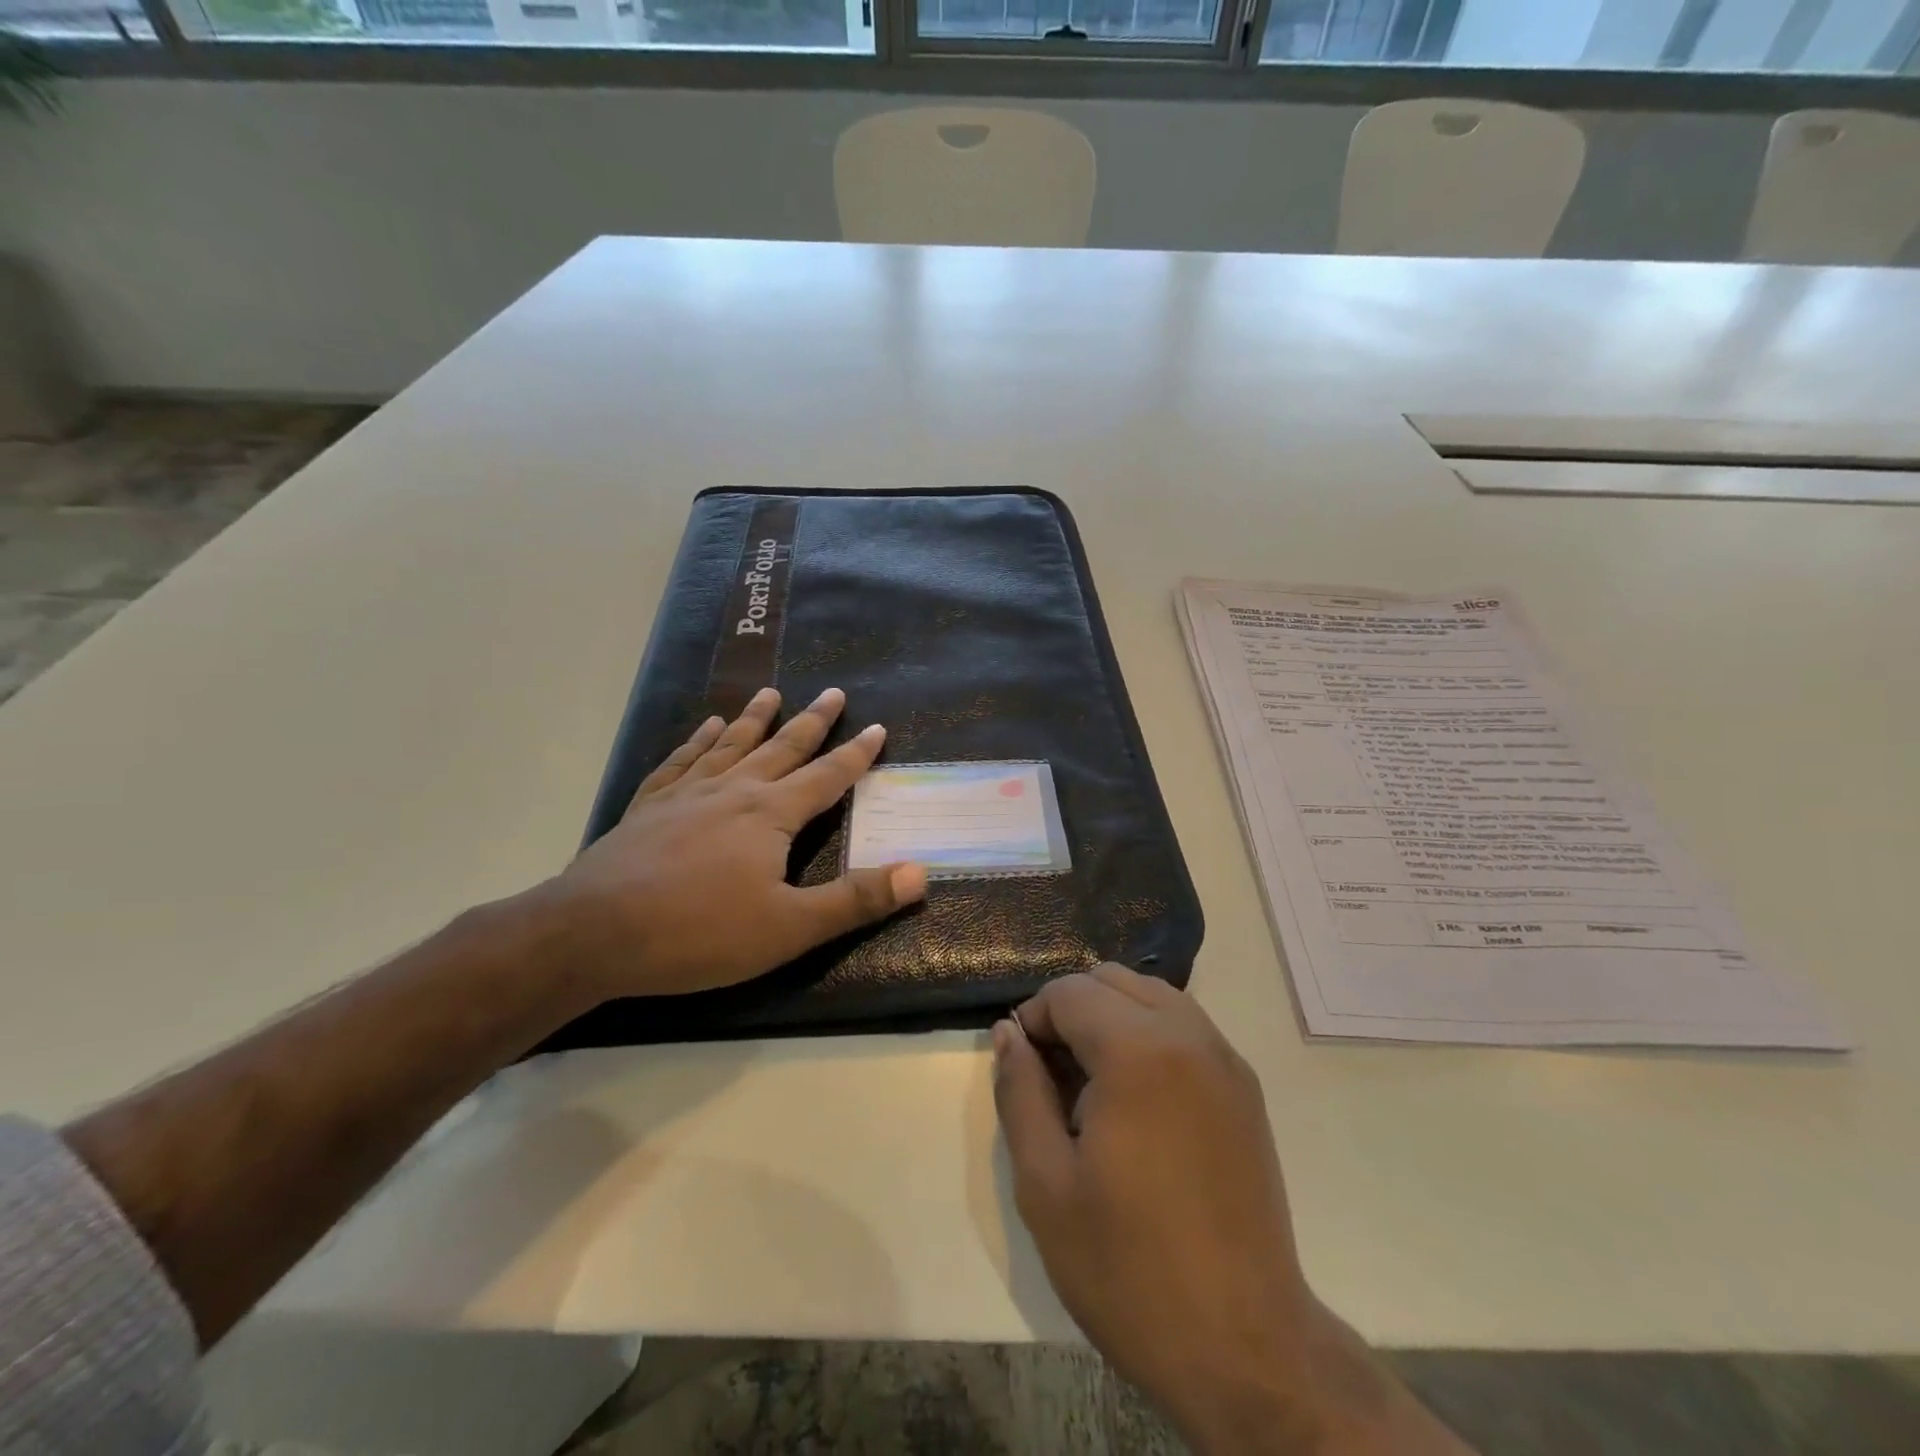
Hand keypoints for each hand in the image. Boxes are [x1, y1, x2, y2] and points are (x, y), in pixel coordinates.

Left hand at [539, 686, 925, 1000]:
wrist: (593, 933)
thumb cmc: (699, 932)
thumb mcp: (789, 927)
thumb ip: (855, 900)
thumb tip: (920, 873)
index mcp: (771, 814)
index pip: (827, 776)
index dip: (856, 754)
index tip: (877, 728)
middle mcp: (733, 790)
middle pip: (782, 748)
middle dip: (812, 722)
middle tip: (832, 692)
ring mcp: (686, 794)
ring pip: (730, 745)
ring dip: (754, 718)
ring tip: (769, 694)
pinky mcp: (649, 806)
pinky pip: (681, 760)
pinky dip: (697, 741)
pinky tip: (704, 728)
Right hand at [992, 965, 1469, 1455]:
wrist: (1247, 1348)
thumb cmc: (1130, 1269)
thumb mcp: (1045, 1185)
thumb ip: (1019, 1092)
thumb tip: (1008, 1033)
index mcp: (1138, 1053)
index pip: (1070, 992)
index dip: (1032, 1019)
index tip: (1021, 1069)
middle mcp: (1189, 1036)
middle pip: (1112, 980)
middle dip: (1071, 1010)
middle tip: (1050, 1075)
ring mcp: (1225, 1059)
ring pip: (1152, 995)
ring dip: (1110, 1017)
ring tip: (1090, 1086)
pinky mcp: (1244, 1088)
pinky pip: (1185, 1026)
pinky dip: (1148, 1034)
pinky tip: (1135, 1100)